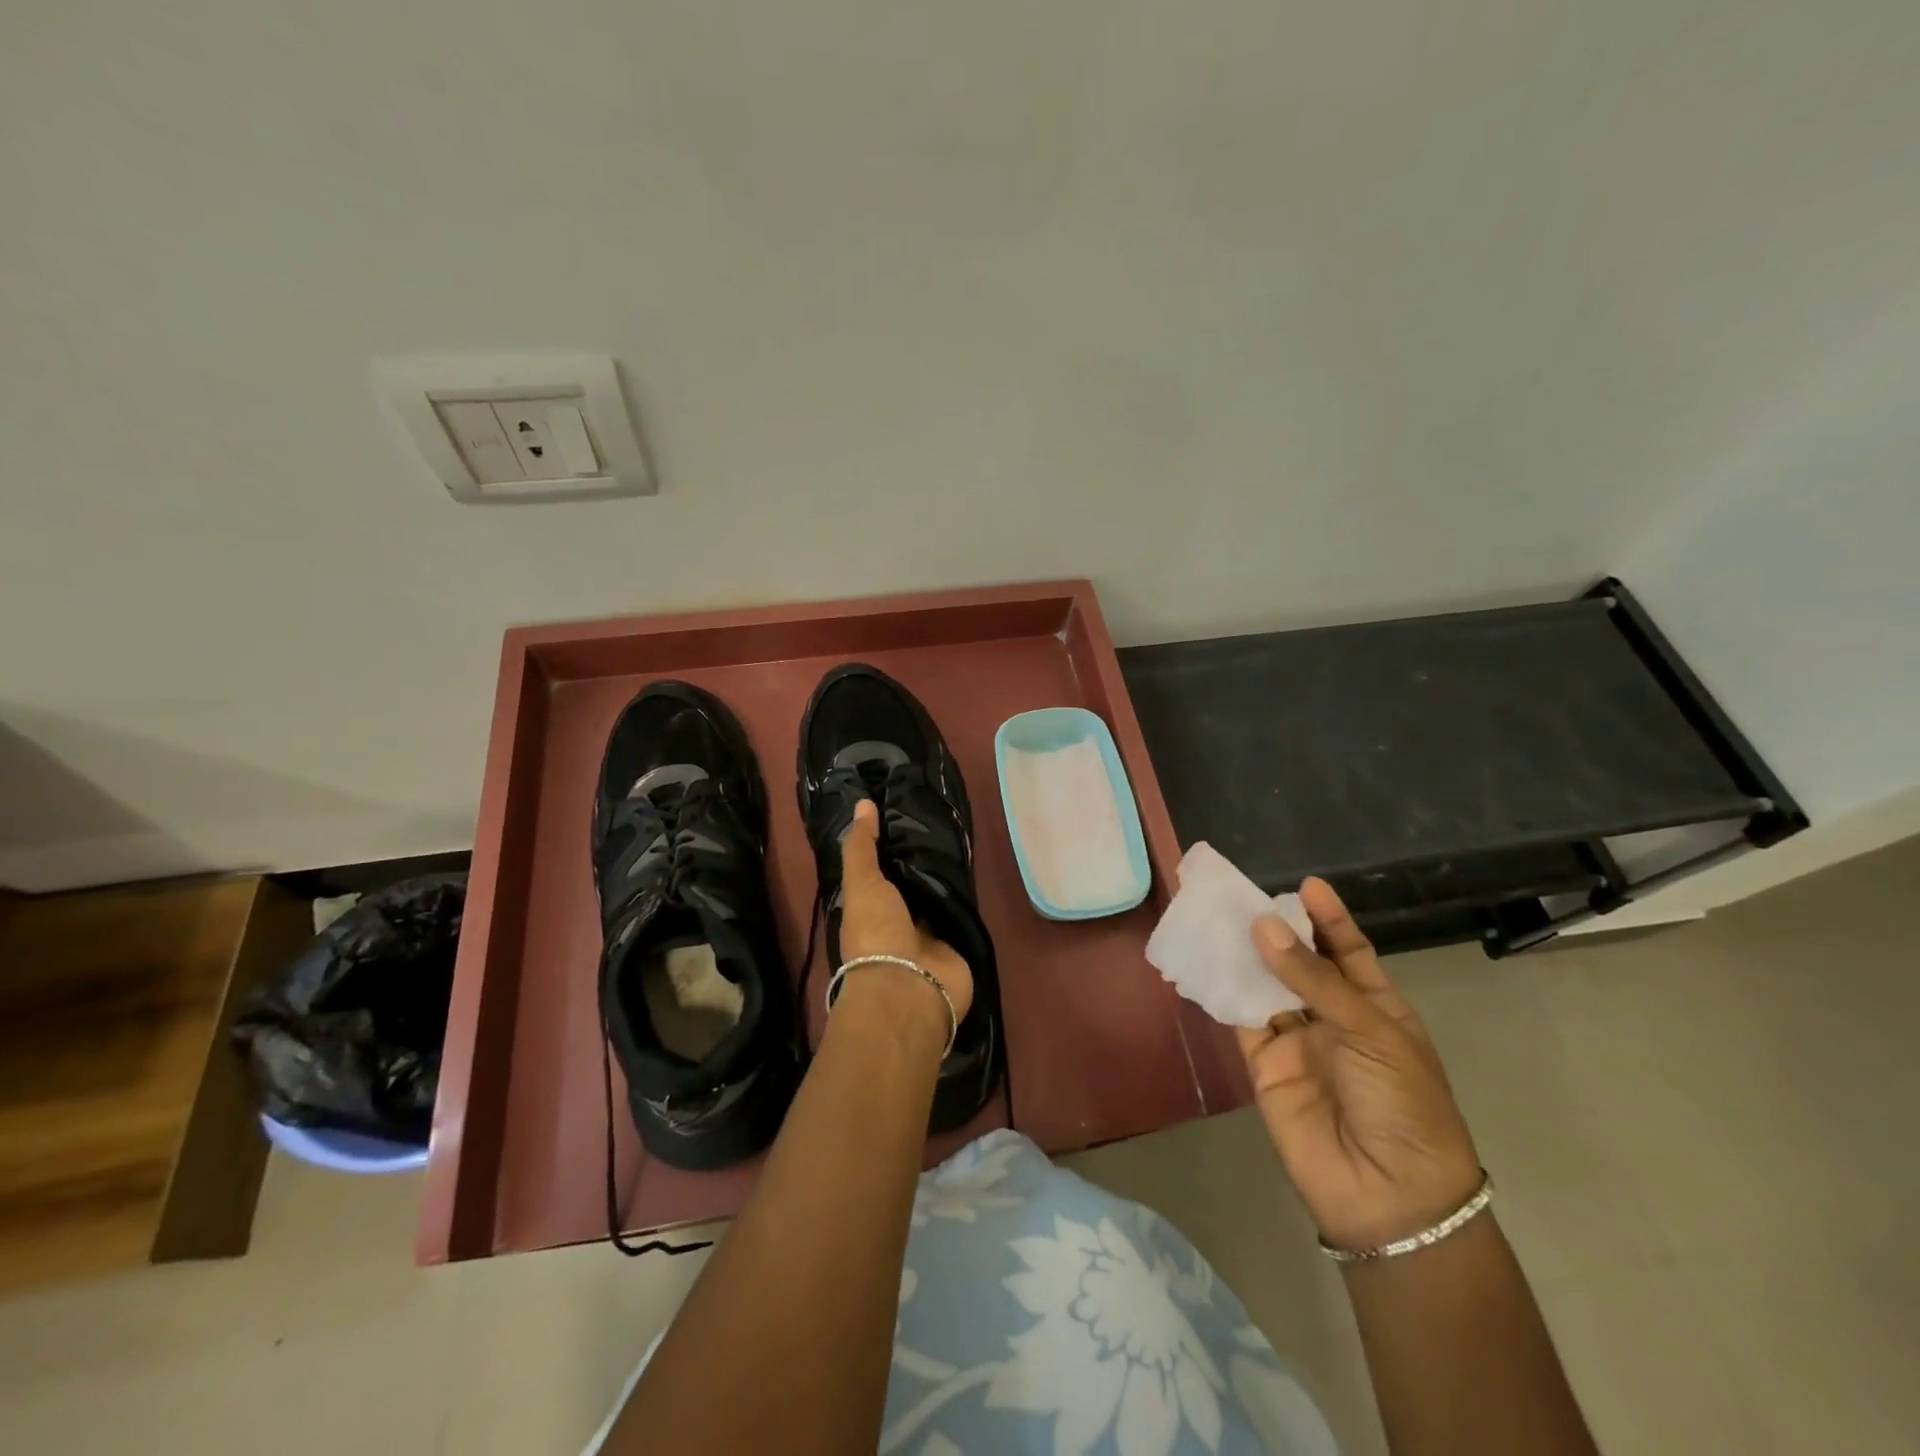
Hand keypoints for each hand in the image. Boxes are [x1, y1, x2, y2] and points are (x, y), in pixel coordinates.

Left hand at [836, 799, 973, 1025]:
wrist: (911, 987)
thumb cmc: (876, 933)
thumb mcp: (861, 884)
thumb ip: (861, 846)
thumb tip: (864, 804)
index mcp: (871, 908)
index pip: (881, 870)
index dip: (890, 844)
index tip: (905, 810)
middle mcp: (899, 919)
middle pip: (913, 881)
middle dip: (923, 857)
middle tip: (941, 817)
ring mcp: (930, 932)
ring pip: (939, 893)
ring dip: (947, 873)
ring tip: (963, 832)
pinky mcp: (957, 940)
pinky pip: (962, 910)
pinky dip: (968, 893)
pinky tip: (977, 864)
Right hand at [1238, 878, 1480, 1251]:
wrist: (1389, 1195)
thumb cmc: (1403, 1104)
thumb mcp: (1372, 1032)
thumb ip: (1313, 978)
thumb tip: (1262, 926)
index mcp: (1375, 1006)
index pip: (1348, 950)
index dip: (1328, 918)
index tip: (1306, 885)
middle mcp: (1332, 1016)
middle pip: (1298, 962)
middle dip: (1275, 928)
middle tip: (1241, 893)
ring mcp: (1295, 1038)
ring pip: (1264, 983)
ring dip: (1243, 951)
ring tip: (1215, 913)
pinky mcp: (1262, 1060)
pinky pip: (1240, 1014)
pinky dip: (1223, 986)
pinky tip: (1205, 956)